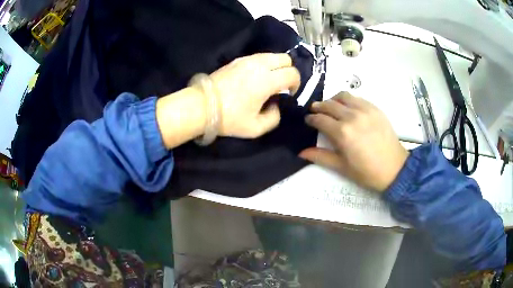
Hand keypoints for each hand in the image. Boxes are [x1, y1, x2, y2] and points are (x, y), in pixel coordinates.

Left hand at [208, 53, 299, 137]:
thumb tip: (276, 105)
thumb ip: (274, 118)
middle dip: (289, 70)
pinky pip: (258, 57)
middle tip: (282, 85)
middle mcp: (259, 65)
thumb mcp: (256, 128)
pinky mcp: (236, 60)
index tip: (289, 94)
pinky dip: (264, 64)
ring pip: (272, 55)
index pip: (292, 73)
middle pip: (285, 58)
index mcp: (267, 80)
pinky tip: (256, 77)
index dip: (296, 83)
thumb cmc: (229, 118)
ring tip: (269, 81)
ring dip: (276, 66)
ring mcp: (247, 60)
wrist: (201, 106)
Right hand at [299, 92, 408, 191]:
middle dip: (319, 107)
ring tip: (331, 107)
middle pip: (329, 105)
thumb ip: (321, 156)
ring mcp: (365, 110)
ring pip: (343, 96)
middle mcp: (352, 116)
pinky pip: (357, 98)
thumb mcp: (342, 167)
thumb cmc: (366, 171)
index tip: (308, 120)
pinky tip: (348, 108)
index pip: (320, 119)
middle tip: (315, 111)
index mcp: (342, 133)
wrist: (394, 168)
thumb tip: (301, 152)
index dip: (311, 119)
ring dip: (333, 100)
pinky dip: (348, 100)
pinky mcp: (375, 108)